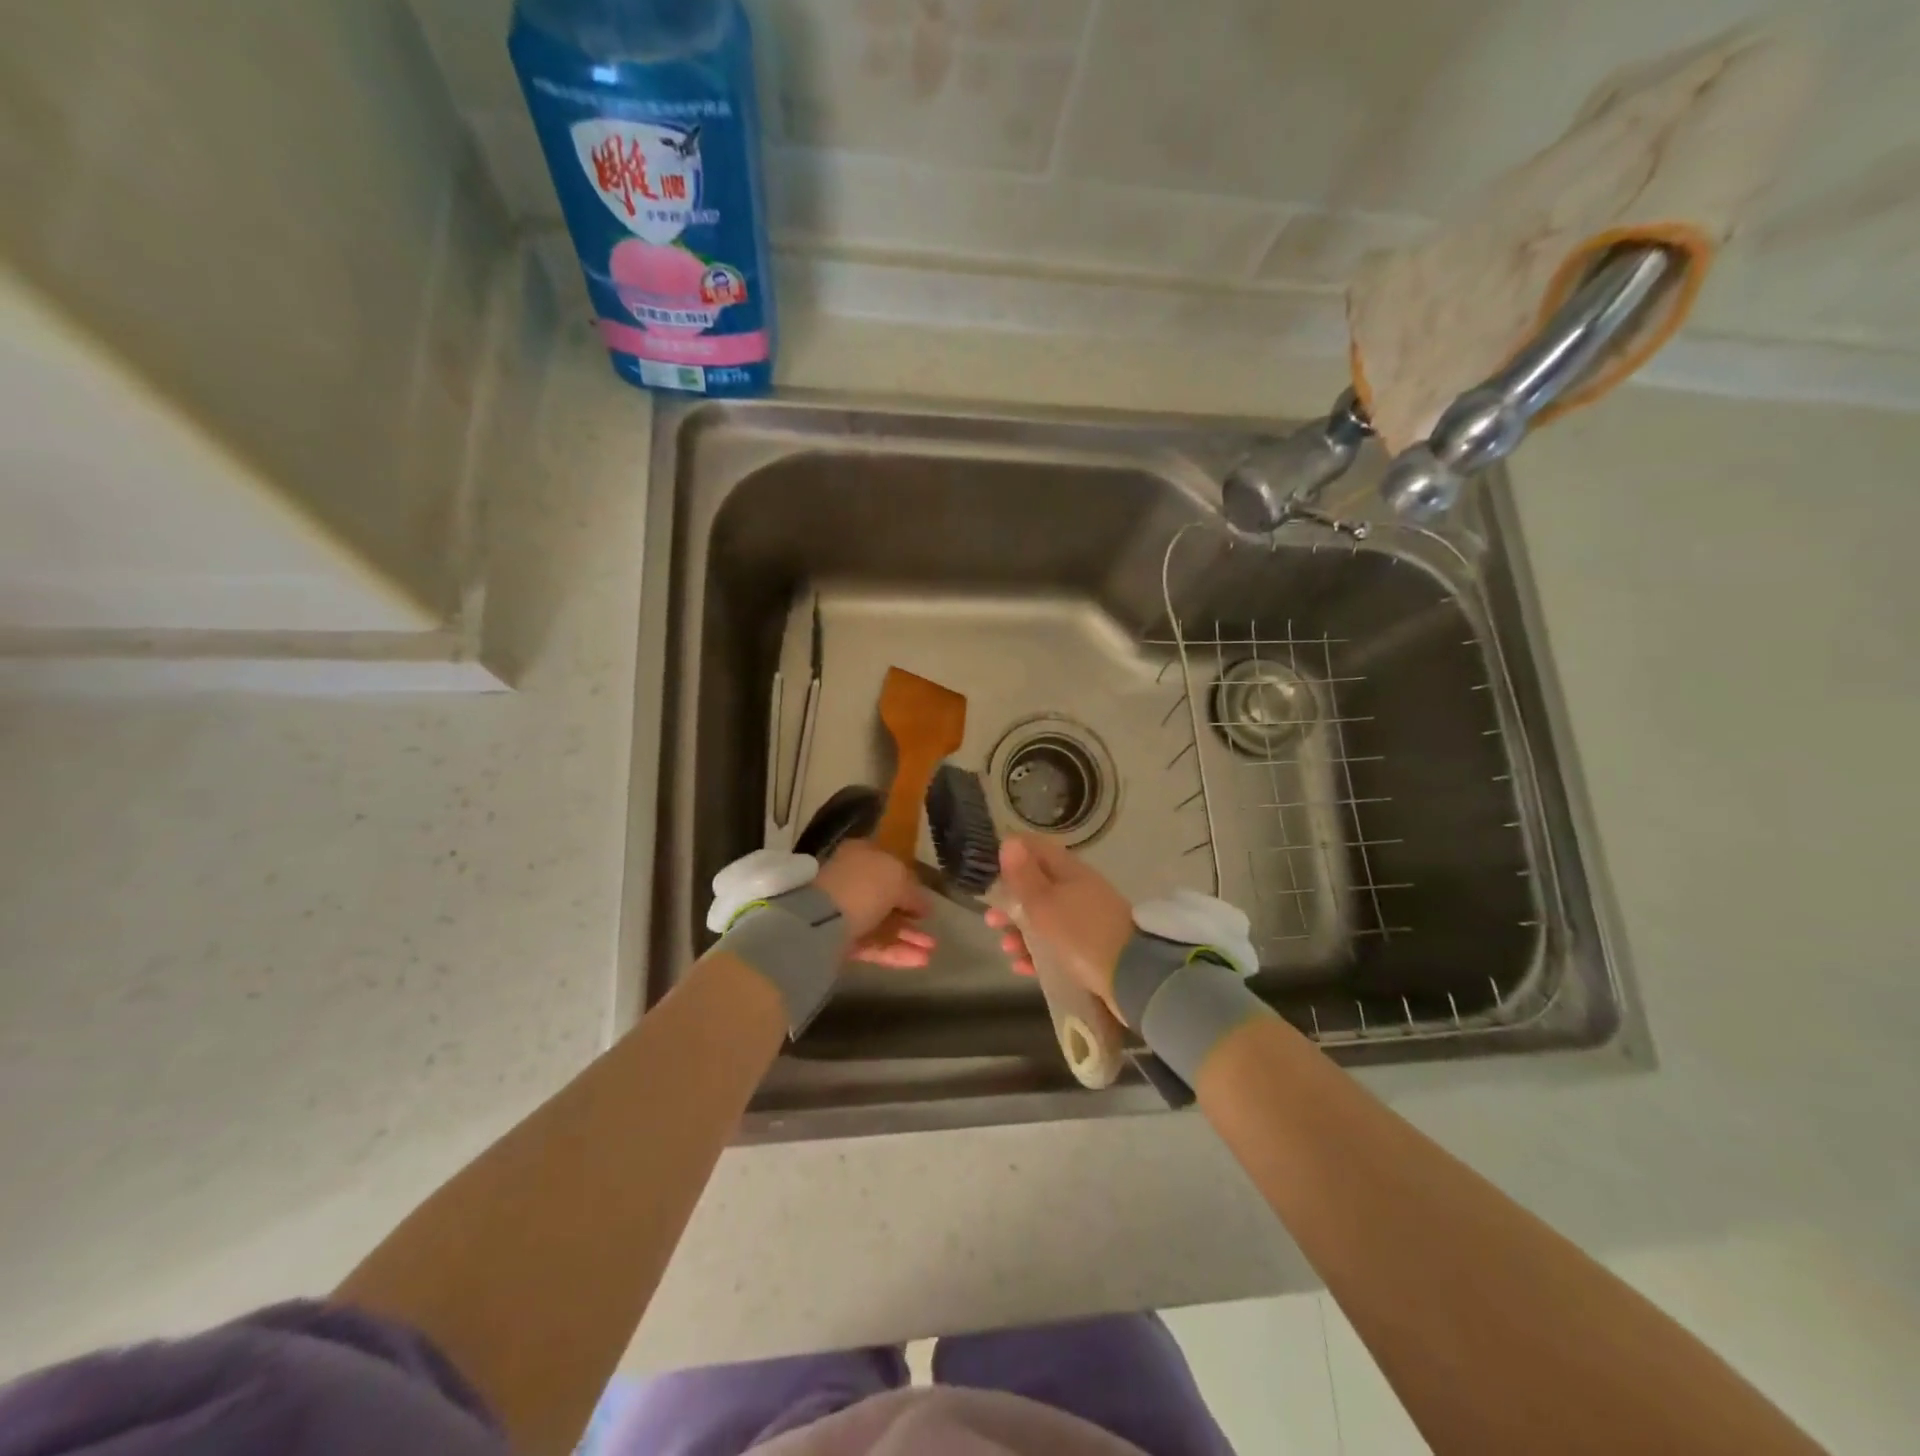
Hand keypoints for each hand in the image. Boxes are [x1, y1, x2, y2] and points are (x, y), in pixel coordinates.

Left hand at [813, 840, 934, 968]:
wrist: (823, 920)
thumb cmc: (864, 886)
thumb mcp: (898, 879)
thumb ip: (914, 892)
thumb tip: (924, 906)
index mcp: (862, 855)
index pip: (889, 867)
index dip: (910, 884)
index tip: (926, 901)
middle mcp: (851, 881)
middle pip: (885, 899)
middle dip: (910, 916)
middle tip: (932, 929)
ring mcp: (844, 912)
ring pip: (881, 925)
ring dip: (907, 937)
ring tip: (932, 950)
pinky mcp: (840, 942)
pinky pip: (872, 945)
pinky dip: (895, 952)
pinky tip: (919, 960)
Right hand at [985, 836, 1134, 1015]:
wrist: (1132, 978)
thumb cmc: (1081, 933)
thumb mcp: (1045, 903)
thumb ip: (1024, 875)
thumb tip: (1010, 841)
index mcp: (1070, 871)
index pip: (1037, 849)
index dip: (1011, 854)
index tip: (987, 869)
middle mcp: (1079, 891)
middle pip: (1038, 888)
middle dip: (1011, 903)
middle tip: (991, 919)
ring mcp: (1086, 921)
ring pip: (1045, 920)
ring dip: (1021, 932)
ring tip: (1006, 948)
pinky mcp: (1090, 950)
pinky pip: (1056, 947)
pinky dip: (1037, 954)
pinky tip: (1021, 966)